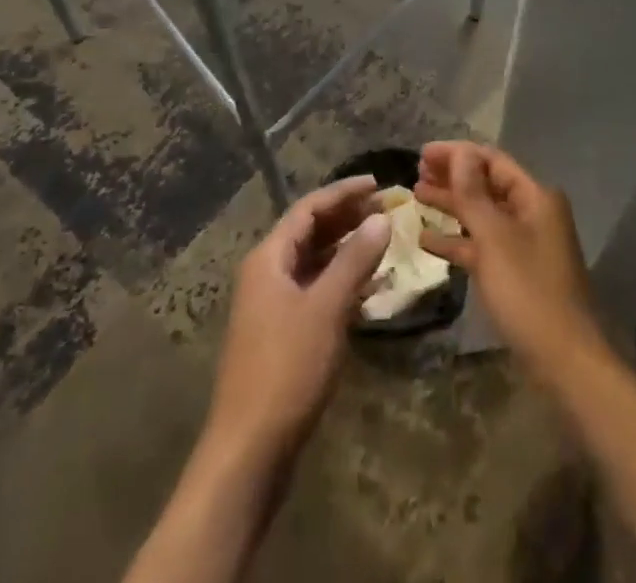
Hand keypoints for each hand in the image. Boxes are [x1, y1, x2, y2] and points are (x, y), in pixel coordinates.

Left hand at [206, 175, 390, 460]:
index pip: (308, 208)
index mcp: (268, 259)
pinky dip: (341, 281)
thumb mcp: (326, 307)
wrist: (249, 451)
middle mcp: (266, 274)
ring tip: (383, 241)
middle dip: (347, 218)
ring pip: (314, 262)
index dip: (343, 192)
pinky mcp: (282, 335)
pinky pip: (315, 290)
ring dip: (347, 249)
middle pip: (310, 232)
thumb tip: (381, 218)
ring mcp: (272, 306)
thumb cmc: (286, 368)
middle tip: (386, 209)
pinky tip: (369, 287)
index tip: (378, 184)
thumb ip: (355, 259)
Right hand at [414, 141, 608, 384]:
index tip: (422, 153)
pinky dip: (458, 240)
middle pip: (487, 184)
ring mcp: (525, 244)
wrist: (564, 360)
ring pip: (483, 215)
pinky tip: (426, 240)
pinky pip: (483, 246)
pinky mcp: (516, 273)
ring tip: (416, 195)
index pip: (492, 160)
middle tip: (416, 172)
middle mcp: (532, 213)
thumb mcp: (495, 238)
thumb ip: (473, 194)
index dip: (457, 154)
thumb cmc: (528, 291)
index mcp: (535, 197)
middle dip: (453, 176)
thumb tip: (460, 152)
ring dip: (451, 205)